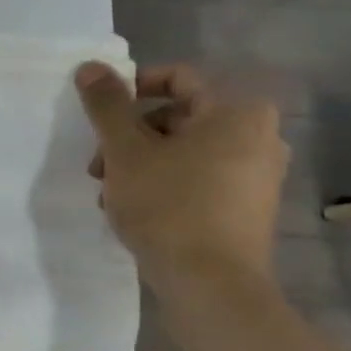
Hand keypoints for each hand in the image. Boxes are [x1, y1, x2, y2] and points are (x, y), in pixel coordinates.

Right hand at [74, 61, 288, 285]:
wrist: (210, 284)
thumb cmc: (168, 205)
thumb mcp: (125, 150)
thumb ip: (106, 105)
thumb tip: (90, 66)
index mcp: (237, 112)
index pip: (176, 79)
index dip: (130, 91)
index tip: (100, 117)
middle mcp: (259, 136)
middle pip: (178, 117)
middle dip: (130, 136)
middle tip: (98, 165)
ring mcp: (258, 174)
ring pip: (184, 150)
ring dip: (141, 163)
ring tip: (110, 193)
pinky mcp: (248, 207)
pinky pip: (199, 178)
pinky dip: (165, 183)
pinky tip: (136, 210)